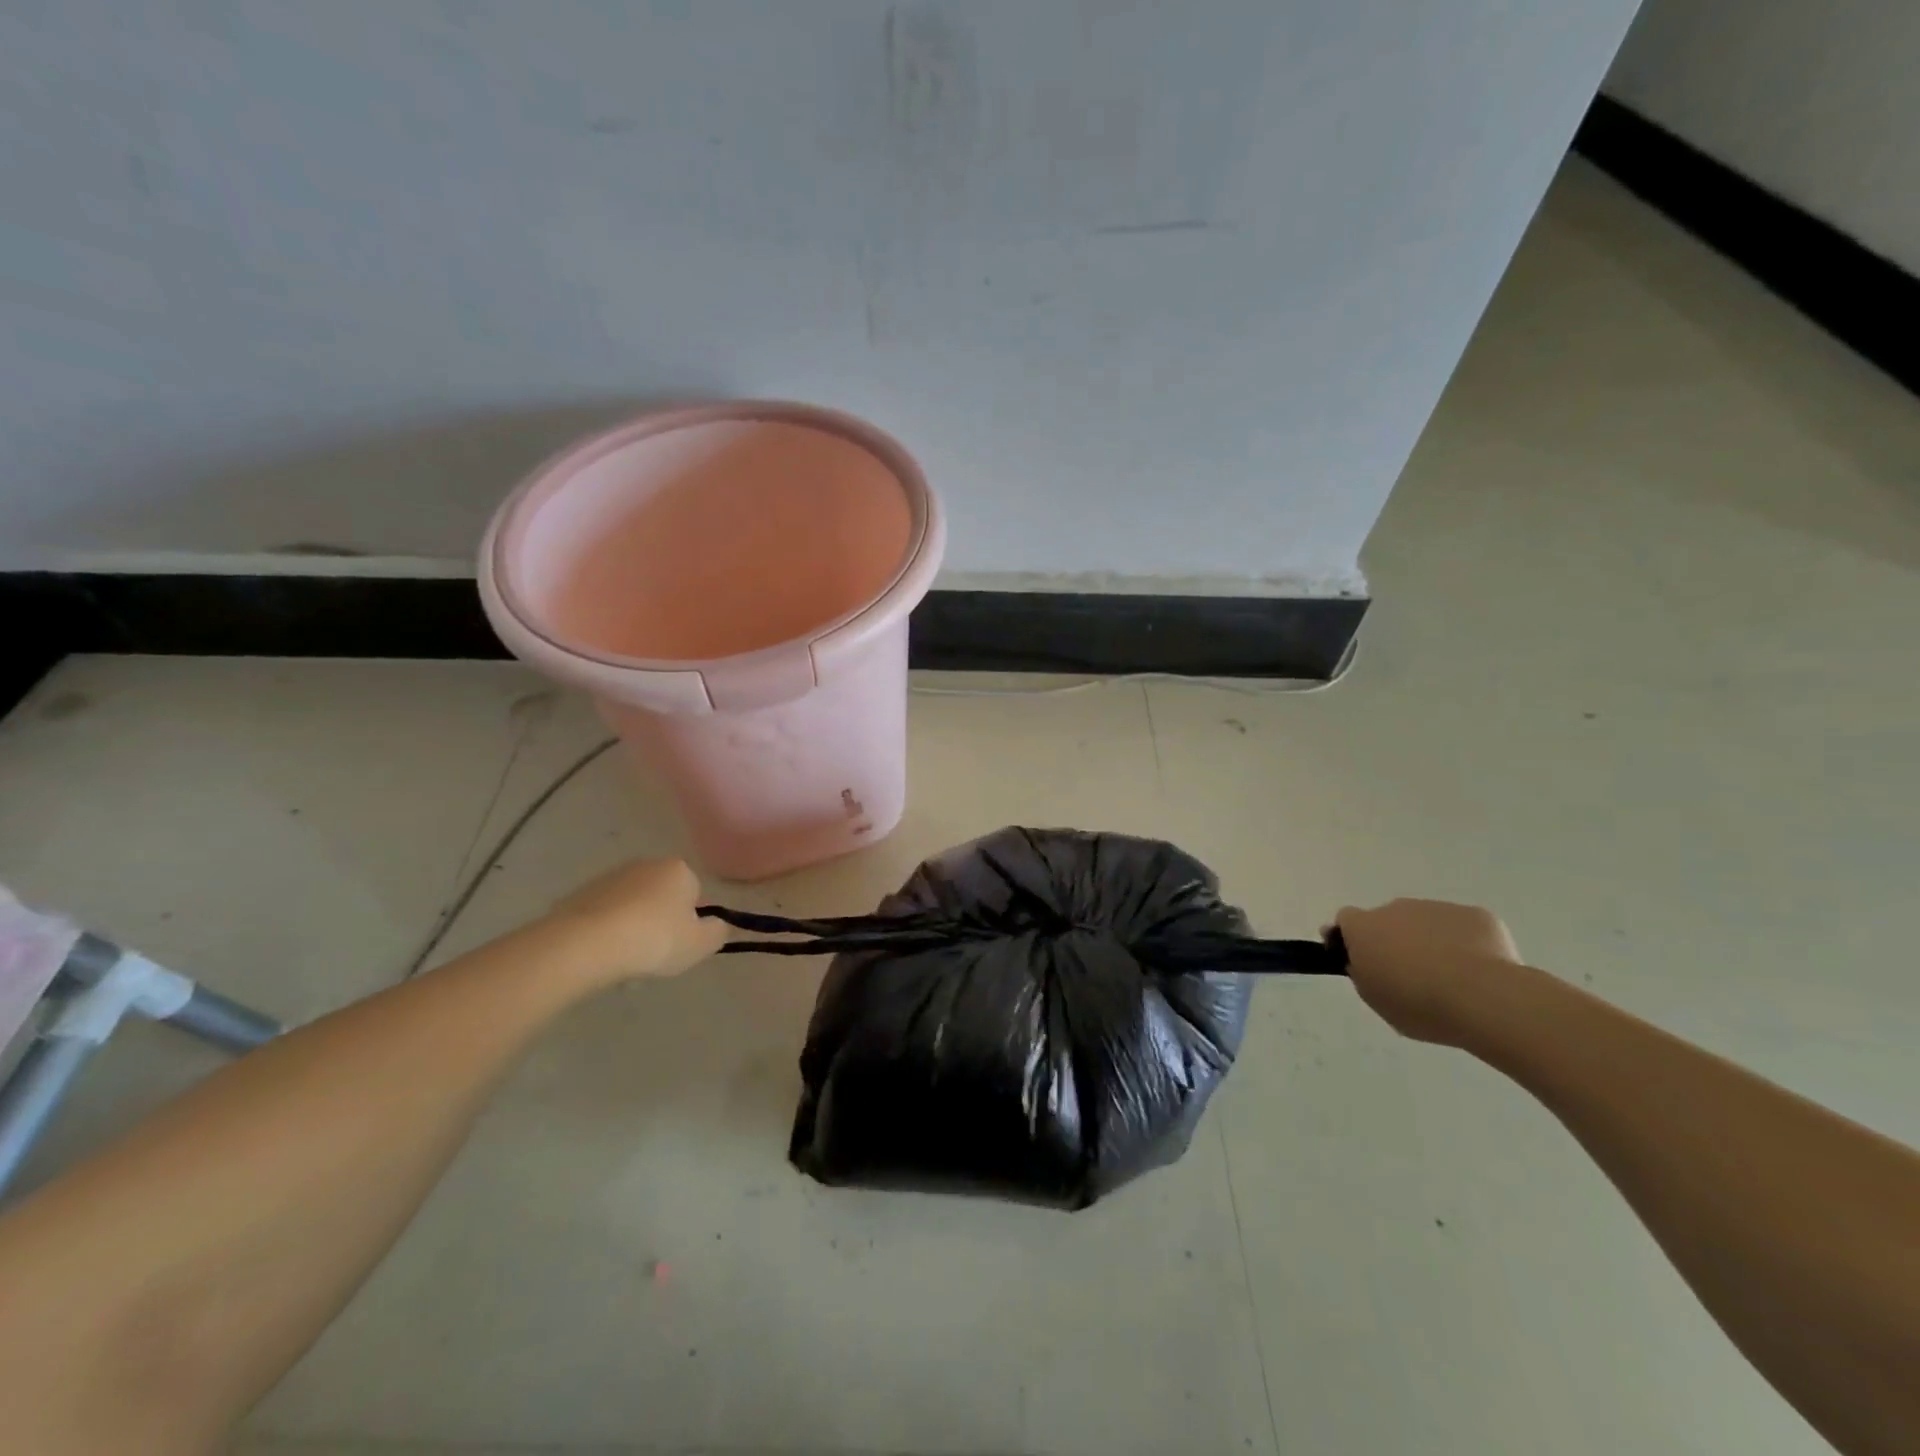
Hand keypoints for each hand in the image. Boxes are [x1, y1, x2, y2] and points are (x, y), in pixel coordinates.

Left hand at [540, 858, 728, 987]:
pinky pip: (603, 915)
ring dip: (632, 925)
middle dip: (660, 920)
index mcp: (679, 870)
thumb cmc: (654, 940)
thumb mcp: (701, 944)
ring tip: (625, 958)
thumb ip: (717, 932)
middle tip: (655, 952)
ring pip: (631, 905)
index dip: (690, 921)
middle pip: (662, 896)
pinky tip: (602, 954)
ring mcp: (610, 877)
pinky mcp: (580, 893)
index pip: (694, 893)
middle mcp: (646, 864)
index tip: (680, 943)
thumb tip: (715, 925)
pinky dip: (605, 930)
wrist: (585, 944)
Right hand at [1333, 899, 1520, 1045]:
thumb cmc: (1418, 1004)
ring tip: (1452, 980)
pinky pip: (1464, 928)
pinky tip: (1479, 972)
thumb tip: (1368, 963)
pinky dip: (1467, 944)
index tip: (1363, 961)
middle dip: (1396, 941)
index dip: (1352, 938)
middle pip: (1389, 919)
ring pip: (1427, 922)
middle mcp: (1395, 908)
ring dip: (1431, 942)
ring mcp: (1437, 907)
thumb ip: (1364, 974)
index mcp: (1364, 927)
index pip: (1346, 920)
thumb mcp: (1375, 999)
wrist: (1483, 997)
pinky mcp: (1475, 915)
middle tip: (1412, 977)